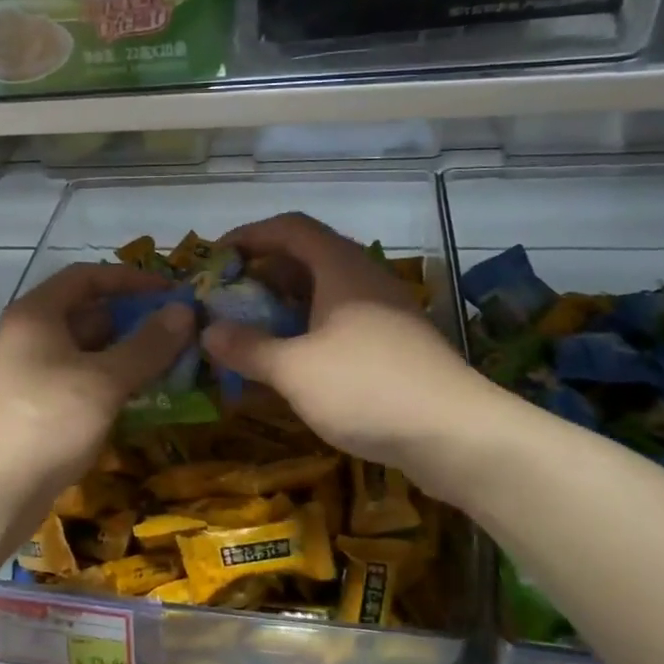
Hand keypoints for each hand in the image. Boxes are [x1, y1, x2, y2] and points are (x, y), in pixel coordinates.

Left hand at [0, 263, 192, 532]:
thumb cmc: (48, 422)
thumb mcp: (105, 380)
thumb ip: (147, 345)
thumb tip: (184, 311)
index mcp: (37, 314)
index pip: (86, 276)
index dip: (130, 279)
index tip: (169, 292)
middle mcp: (30, 335)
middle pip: (88, 312)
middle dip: (134, 319)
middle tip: (178, 333)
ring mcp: (31, 371)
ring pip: (87, 349)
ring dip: (126, 353)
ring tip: (170, 364)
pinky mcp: (37, 404)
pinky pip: (81, 378)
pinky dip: (110, 379)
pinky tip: (141, 396)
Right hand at [201, 213, 494, 478]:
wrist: (455, 435)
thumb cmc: (366, 388)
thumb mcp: (294, 369)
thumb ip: (248, 348)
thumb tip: (208, 331)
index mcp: (341, 268)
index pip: (290, 228)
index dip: (250, 235)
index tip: (215, 256)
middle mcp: (365, 280)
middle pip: (307, 258)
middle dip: (263, 273)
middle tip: (228, 298)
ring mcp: (385, 313)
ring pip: (325, 293)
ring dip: (284, 305)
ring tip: (251, 330)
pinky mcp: (394, 345)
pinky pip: (340, 321)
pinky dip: (308, 330)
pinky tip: (292, 362)